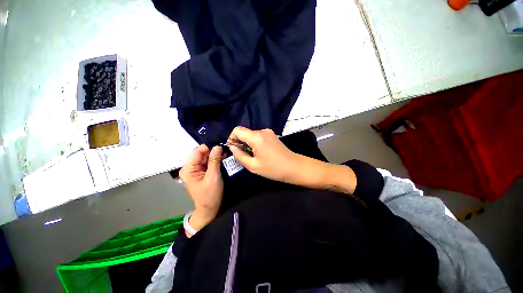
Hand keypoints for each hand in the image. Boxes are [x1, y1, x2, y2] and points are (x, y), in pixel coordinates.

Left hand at [179, 144, 223, 234]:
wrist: (209, 209)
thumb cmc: (210, 194)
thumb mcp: (213, 176)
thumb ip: (214, 160)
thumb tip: (217, 146)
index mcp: (188, 168)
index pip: (197, 151)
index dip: (209, 147)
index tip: (221, 146)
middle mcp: (190, 167)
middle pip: (201, 153)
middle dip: (213, 151)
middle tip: (225, 150)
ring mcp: (195, 170)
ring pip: (205, 157)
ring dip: (215, 155)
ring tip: (226, 154)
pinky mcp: (201, 172)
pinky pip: (208, 162)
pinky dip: (215, 160)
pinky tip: (223, 158)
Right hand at [228, 126, 355, 193]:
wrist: (294, 167)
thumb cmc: (274, 169)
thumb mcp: (253, 166)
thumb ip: (240, 156)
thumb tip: (232, 148)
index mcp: (257, 137)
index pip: (237, 130)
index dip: (232, 138)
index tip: (233, 149)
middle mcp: (262, 131)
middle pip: (244, 132)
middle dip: (239, 142)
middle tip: (242, 155)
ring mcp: (268, 132)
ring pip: (251, 134)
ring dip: (247, 143)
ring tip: (251, 156)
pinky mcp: (272, 135)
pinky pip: (258, 137)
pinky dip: (254, 143)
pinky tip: (258, 153)